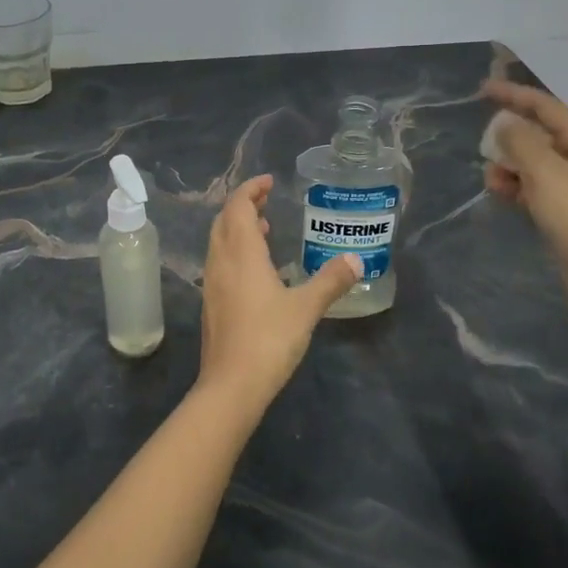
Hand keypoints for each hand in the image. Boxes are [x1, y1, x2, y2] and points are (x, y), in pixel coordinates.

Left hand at [197, 175, 361, 415]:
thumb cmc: (269, 339)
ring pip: (219, 242)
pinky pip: (220, 262)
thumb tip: (356, 259)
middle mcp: (221, 262)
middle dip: (243, 205)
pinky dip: (235, 251)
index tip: (269, 181)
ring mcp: (212, 284)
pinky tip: (256, 270)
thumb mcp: (306, 308)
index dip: (250, 189)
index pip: (238, 206)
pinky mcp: (211, 305)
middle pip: (224, 221)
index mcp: (241, 254)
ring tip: (264, 228)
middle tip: (267, 200)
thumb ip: (331, 281)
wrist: (231, 385)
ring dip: (237, 228)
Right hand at [481, 80, 567, 313]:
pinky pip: (535, 190)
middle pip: (539, 135)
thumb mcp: (545, 173)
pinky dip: (516, 188)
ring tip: (491, 180)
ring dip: (509, 166)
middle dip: (509, 138)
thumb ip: (521, 142)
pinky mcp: (566, 215)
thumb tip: (504, 124)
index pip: (546, 107)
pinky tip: (501, 195)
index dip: (514, 95)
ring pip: (534, 165)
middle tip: (484, 148)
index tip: (482, 91)